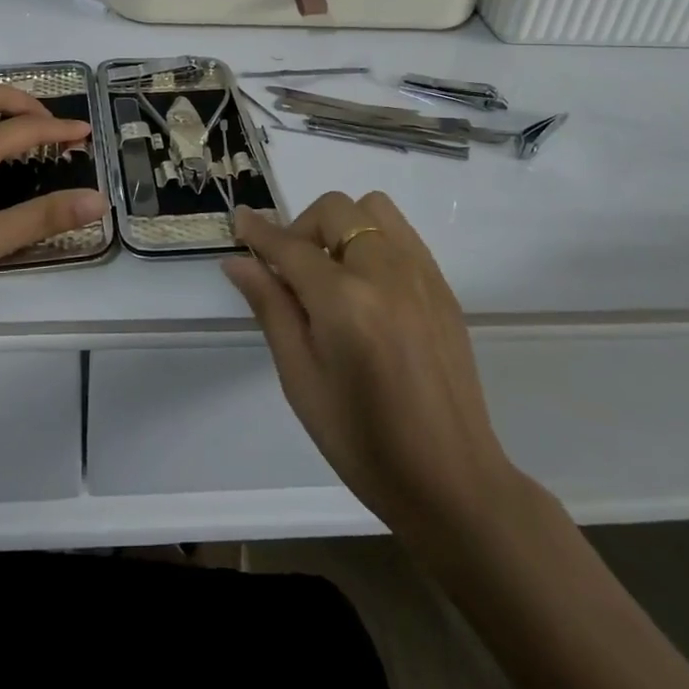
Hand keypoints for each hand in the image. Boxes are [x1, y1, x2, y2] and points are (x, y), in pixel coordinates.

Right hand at [223, 192, 515, 540]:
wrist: (450, 480)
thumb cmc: (362, 441)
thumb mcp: (301, 379)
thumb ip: (271, 308)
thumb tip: (238, 261)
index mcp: (345, 301)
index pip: (291, 246)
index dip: (260, 231)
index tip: (240, 219)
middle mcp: (386, 272)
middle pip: (335, 210)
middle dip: (303, 228)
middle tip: (292, 272)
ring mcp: (421, 274)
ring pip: (373, 209)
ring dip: (342, 225)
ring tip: (333, 273)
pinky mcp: (442, 286)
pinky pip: (401, 234)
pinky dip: (373, 240)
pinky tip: (367, 287)